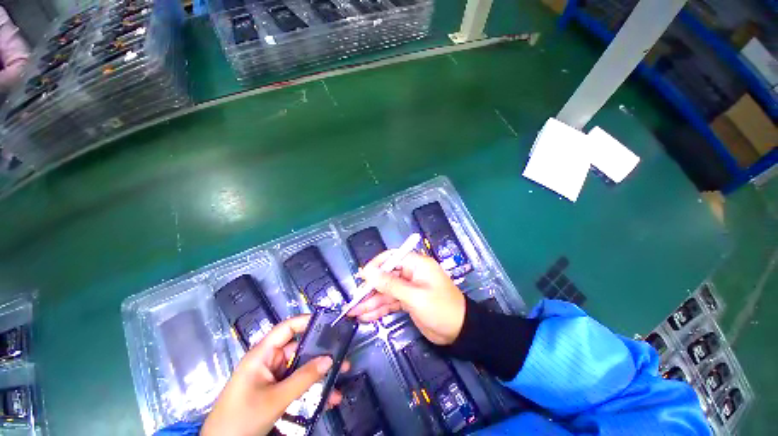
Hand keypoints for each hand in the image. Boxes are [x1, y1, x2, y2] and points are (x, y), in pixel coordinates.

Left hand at [202, 315, 349, 435]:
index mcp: (262, 354)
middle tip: (342, 354)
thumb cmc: (242, 418)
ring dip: (320, 374)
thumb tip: (329, 359)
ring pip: (301, 369)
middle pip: (299, 350)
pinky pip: (297, 385)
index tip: (328, 323)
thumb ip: (304, 378)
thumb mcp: (275, 399)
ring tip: (341, 376)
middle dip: (321, 353)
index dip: (306, 322)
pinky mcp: (275, 393)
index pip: (287, 328)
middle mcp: (268, 362)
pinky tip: (329, 397)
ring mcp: (272, 378)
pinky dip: (312, 389)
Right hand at [348, 251, 465, 344]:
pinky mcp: (408, 302)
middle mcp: (411, 274)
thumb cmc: (441, 309)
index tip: (362, 276)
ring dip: (371, 302)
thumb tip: (368, 271)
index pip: (392, 257)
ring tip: (354, 312)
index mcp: (416, 264)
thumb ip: (390, 284)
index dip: (376, 265)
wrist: (460, 332)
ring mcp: (409, 288)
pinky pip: (391, 302)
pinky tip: (366, 317)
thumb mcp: (414, 296)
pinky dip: (380, 309)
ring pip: (386, 292)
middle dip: (370, 289)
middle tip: (354, 301)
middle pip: (386, 276)